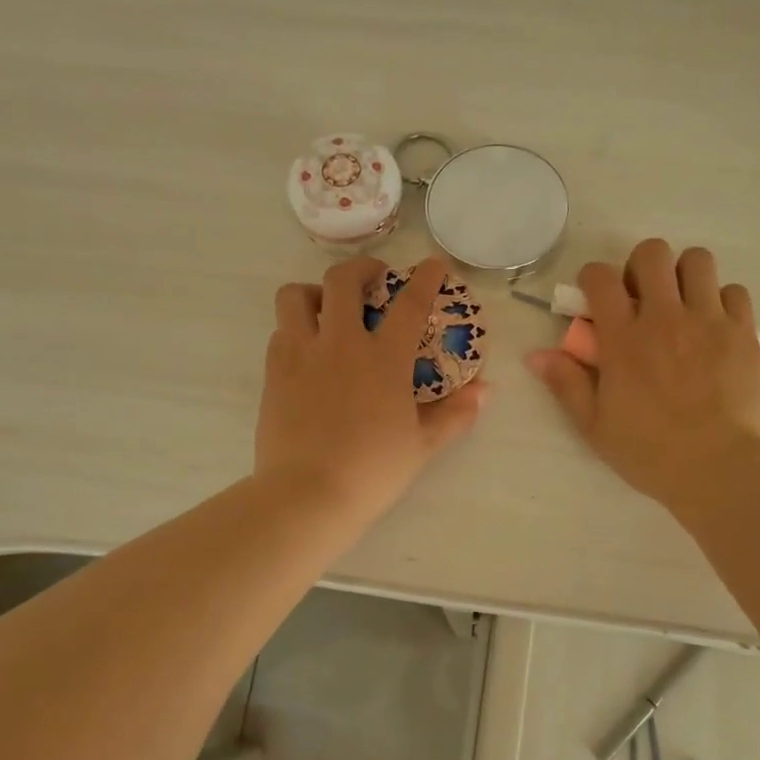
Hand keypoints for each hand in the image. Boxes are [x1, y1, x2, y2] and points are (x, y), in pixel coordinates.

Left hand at [257, 255, 483, 526]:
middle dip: (361, 268)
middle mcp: (340, 343)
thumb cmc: (372, 472)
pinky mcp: (273, 373)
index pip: (409, 304)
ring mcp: (300, 354)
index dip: (425, 278)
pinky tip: (306, 351)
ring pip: (295, 296)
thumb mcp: (422, 445)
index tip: (433, 264)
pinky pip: (279, 332)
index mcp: (383, 358)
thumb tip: (486, 392)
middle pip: (342, 280)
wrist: (307, 495)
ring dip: (314, 292)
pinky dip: (293, 329)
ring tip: (327, 309)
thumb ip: (455, 414)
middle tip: (374, 279)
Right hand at [526, 240, 759, 514]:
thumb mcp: (595, 425)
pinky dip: (722, 301)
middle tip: (643, 296)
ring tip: (682, 304)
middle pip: (653, 253)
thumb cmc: (650, 452)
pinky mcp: (744, 333)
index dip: (593, 277)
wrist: (719, 469)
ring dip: (685, 275)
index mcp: (623, 339)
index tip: (596, 296)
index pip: (601, 277)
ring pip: (698, 260)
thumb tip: (535, 355)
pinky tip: (715, 327)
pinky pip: (735, 291)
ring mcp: (708, 321)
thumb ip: (566, 383)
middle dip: (642, 265)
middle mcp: (664, 318)